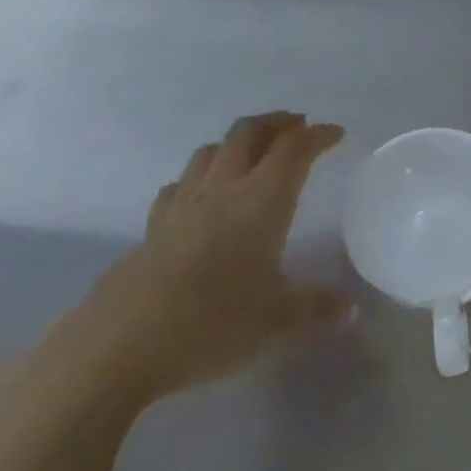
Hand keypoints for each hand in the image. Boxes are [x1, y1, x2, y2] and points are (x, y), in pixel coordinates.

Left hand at [26, 113, 346, 411]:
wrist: (119, 347)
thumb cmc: (214, 323)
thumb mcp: (280, 321)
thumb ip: (318, 309)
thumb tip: (351, 310)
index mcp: (262, 201)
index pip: (295, 150)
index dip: (318, 135)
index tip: (336, 134)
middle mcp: (223, 191)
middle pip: (248, 134)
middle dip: (276, 123)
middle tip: (296, 126)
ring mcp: (182, 207)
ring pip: (210, 152)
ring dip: (236, 142)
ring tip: (252, 153)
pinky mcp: (152, 230)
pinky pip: (179, 186)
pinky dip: (198, 177)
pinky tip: (200, 195)